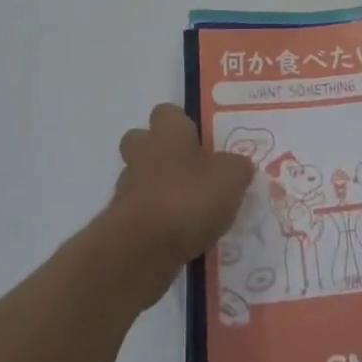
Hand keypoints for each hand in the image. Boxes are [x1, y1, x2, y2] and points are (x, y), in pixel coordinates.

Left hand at [105, 104, 253, 302]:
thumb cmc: (189, 197)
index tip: (199, 140)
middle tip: (190, 171)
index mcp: (168, 132)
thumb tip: (240, 166)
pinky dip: (156, 223)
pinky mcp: (121, 225)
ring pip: (140, 179)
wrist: (142, 249)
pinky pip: (141, 215)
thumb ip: (237, 167)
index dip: (182, 123)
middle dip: (160, 154)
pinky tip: (180, 238)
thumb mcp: (231, 177)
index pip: (167, 113)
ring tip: (191, 212)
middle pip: (142, 142)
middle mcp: (143, 153)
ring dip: (159, 191)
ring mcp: (127, 189)